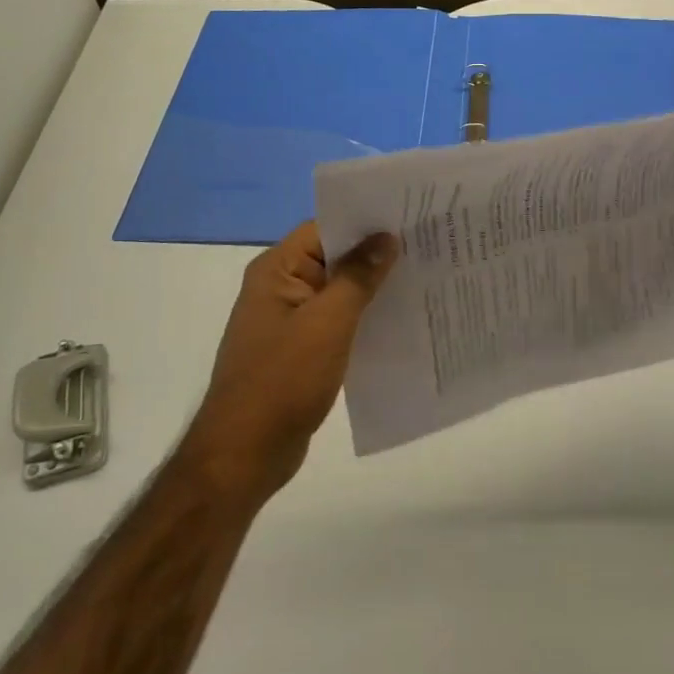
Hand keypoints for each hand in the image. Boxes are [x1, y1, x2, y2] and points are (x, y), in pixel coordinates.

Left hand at [184, 222, 396, 502]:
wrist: (244, 454)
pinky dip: (365, 317)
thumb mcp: (328, 322)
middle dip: (377, 254)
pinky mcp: (301, 350)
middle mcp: (281, 287)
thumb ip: (358, 277)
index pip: (326, 228)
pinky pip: (338, 321)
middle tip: (429, 246)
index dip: (367, 221)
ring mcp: (290, 321)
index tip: (411, 219)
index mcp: (277, 271)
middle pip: (334, 257)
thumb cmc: (283, 380)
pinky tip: (400, 320)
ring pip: (339, 291)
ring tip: (424, 278)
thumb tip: (386, 237)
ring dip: (374, 287)